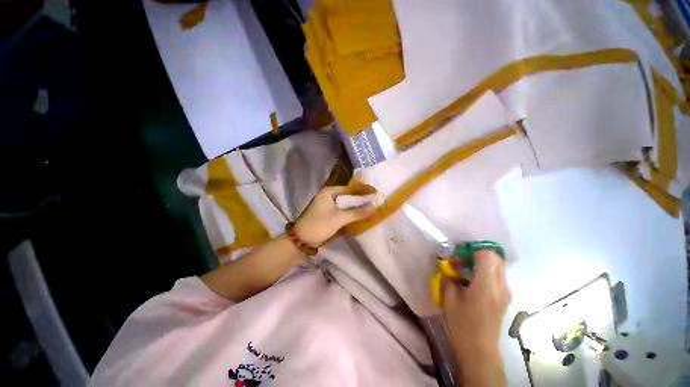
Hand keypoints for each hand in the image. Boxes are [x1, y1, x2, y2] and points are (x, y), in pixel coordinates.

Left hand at [294, 186, 374, 246]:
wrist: (301, 240)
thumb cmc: (320, 225)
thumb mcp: (340, 218)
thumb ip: (357, 212)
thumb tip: (374, 207)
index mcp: (329, 192)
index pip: (349, 189)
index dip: (361, 193)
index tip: (373, 198)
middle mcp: (327, 195)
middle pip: (347, 197)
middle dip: (359, 202)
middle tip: (373, 205)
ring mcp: (326, 205)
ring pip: (344, 205)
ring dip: (354, 208)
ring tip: (368, 211)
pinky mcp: (326, 213)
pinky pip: (340, 211)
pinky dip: (348, 213)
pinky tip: (357, 217)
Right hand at [443, 250, 510, 379]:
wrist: (479, 349)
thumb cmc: (462, 324)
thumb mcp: (449, 298)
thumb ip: (449, 276)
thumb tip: (447, 263)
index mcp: (486, 285)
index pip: (487, 254)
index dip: (473, 247)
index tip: (458, 248)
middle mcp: (501, 286)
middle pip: (496, 257)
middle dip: (478, 251)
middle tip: (461, 255)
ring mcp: (506, 291)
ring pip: (498, 264)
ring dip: (483, 259)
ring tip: (466, 265)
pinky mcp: (505, 296)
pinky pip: (498, 273)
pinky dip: (487, 268)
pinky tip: (473, 276)